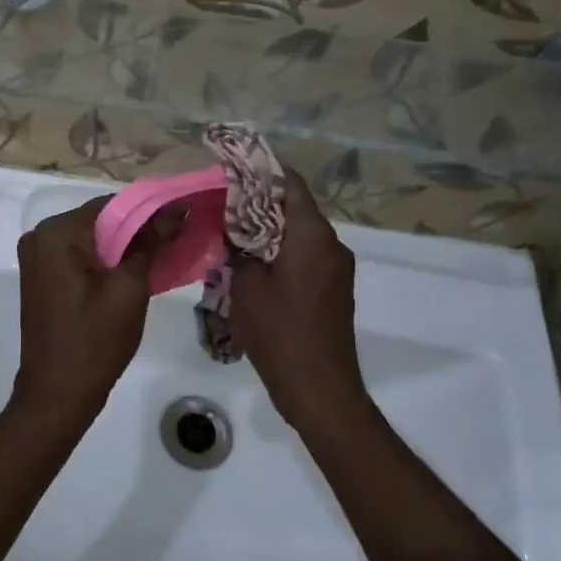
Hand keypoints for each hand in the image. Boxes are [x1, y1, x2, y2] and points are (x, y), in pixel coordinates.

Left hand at [14, 197, 173, 423]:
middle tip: (178, 237)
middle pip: (100, 221)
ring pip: (92, 239)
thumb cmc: (95, 342)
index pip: (111, 206)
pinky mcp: (42, 276)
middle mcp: (40, 236)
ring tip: (164, 253)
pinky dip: (106, 261)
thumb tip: (177, 210)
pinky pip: (80, 256)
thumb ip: (151, 243)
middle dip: (138, 229)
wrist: (57, 395)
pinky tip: (136, 270)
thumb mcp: (129, 289)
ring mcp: (37, 257)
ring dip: (124, 246)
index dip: (150, 210)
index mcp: (56, 233)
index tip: (183, 217)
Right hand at [230, 173, 364, 429]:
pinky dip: (281, 252)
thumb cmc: (280, 331)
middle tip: (223, 204)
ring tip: (231, 233)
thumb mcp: (246, 285)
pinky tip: (252, 265)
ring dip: (269, 230)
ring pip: (300, 235)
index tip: (233, 171)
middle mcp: (332, 245)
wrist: (319, 389)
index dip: (262, 173)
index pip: (291, 184)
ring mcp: (337, 270)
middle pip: (296, 208)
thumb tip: (232, 228)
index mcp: (313, 235)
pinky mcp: (334, 291)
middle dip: (260, 203)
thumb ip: (238, 248)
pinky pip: (306, 257)